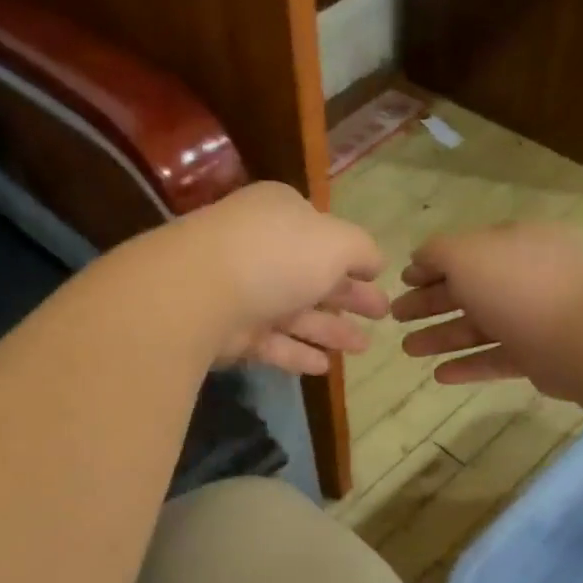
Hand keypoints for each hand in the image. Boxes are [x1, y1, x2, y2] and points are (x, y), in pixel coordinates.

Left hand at [149, 182, 388, 375]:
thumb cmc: (277, 255)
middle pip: (313, 276)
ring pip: (295, 313)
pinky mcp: (230, 332)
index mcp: (282, 215)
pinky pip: (271, 343)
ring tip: (363, 348)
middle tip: (381, 315)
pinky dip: (298, 353)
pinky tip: (325, 368)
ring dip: (330, 330)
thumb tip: (374, 262)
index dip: (353, 258)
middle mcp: (261, 249)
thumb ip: (362, 250)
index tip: (378, 279)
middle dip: (349, 297)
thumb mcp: (336, 242)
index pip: (324, 235)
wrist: (201, 292)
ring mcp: (243, 292)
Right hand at [391, 223, 582, 398]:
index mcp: (514, 244)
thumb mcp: (467, 255)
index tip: (402, 282)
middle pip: (469, 289)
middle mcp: (525, 276)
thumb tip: (419, 258)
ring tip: (408, 350)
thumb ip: (437, 253)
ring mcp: (534, 317)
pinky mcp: (538, 354)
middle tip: (396, 317)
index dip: (431, 266)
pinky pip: (496, 358)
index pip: (466, 251)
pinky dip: (468, 365)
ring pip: (479, 326)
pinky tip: (439, 375)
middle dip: (430, 302)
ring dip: (441, 336)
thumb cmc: (519, 286)